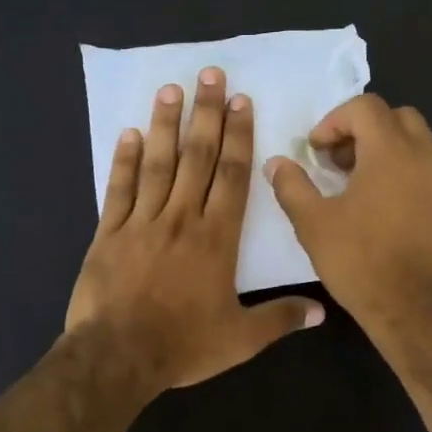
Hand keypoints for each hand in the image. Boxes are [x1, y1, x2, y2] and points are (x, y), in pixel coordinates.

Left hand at [67, 67, 324, 394]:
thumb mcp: (241, 339)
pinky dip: (124, 161)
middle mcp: (182, 219)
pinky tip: (130, 134)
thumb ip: (280, 319)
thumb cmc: (183, 346)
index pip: (232, 176)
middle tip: (210, 75)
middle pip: (197, 158)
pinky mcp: (109, 234)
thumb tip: (321, 311)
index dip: (238, 137)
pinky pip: (119, 189)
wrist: (118, 356)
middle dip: (206, 114)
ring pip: (158, 164)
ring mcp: (142, 223)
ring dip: (166, 125)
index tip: (241, 102)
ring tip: (171, 89)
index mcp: (217, 239)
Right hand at [265, 94, 431, 343]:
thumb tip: (277, 163)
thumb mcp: (314, 224)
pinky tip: (381, 212)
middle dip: (363, 130)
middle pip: (397, 118)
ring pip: (416, 145)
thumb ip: (292, 186)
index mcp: (392, 151)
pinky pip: (427, 174)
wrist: (419, 311)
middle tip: (337, 161)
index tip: (315, 151)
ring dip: (384, 152)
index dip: (333, 121)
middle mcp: (426, 157)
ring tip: (356, 187)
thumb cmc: (362, 262)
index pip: (365, 107)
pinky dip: (403, 175)